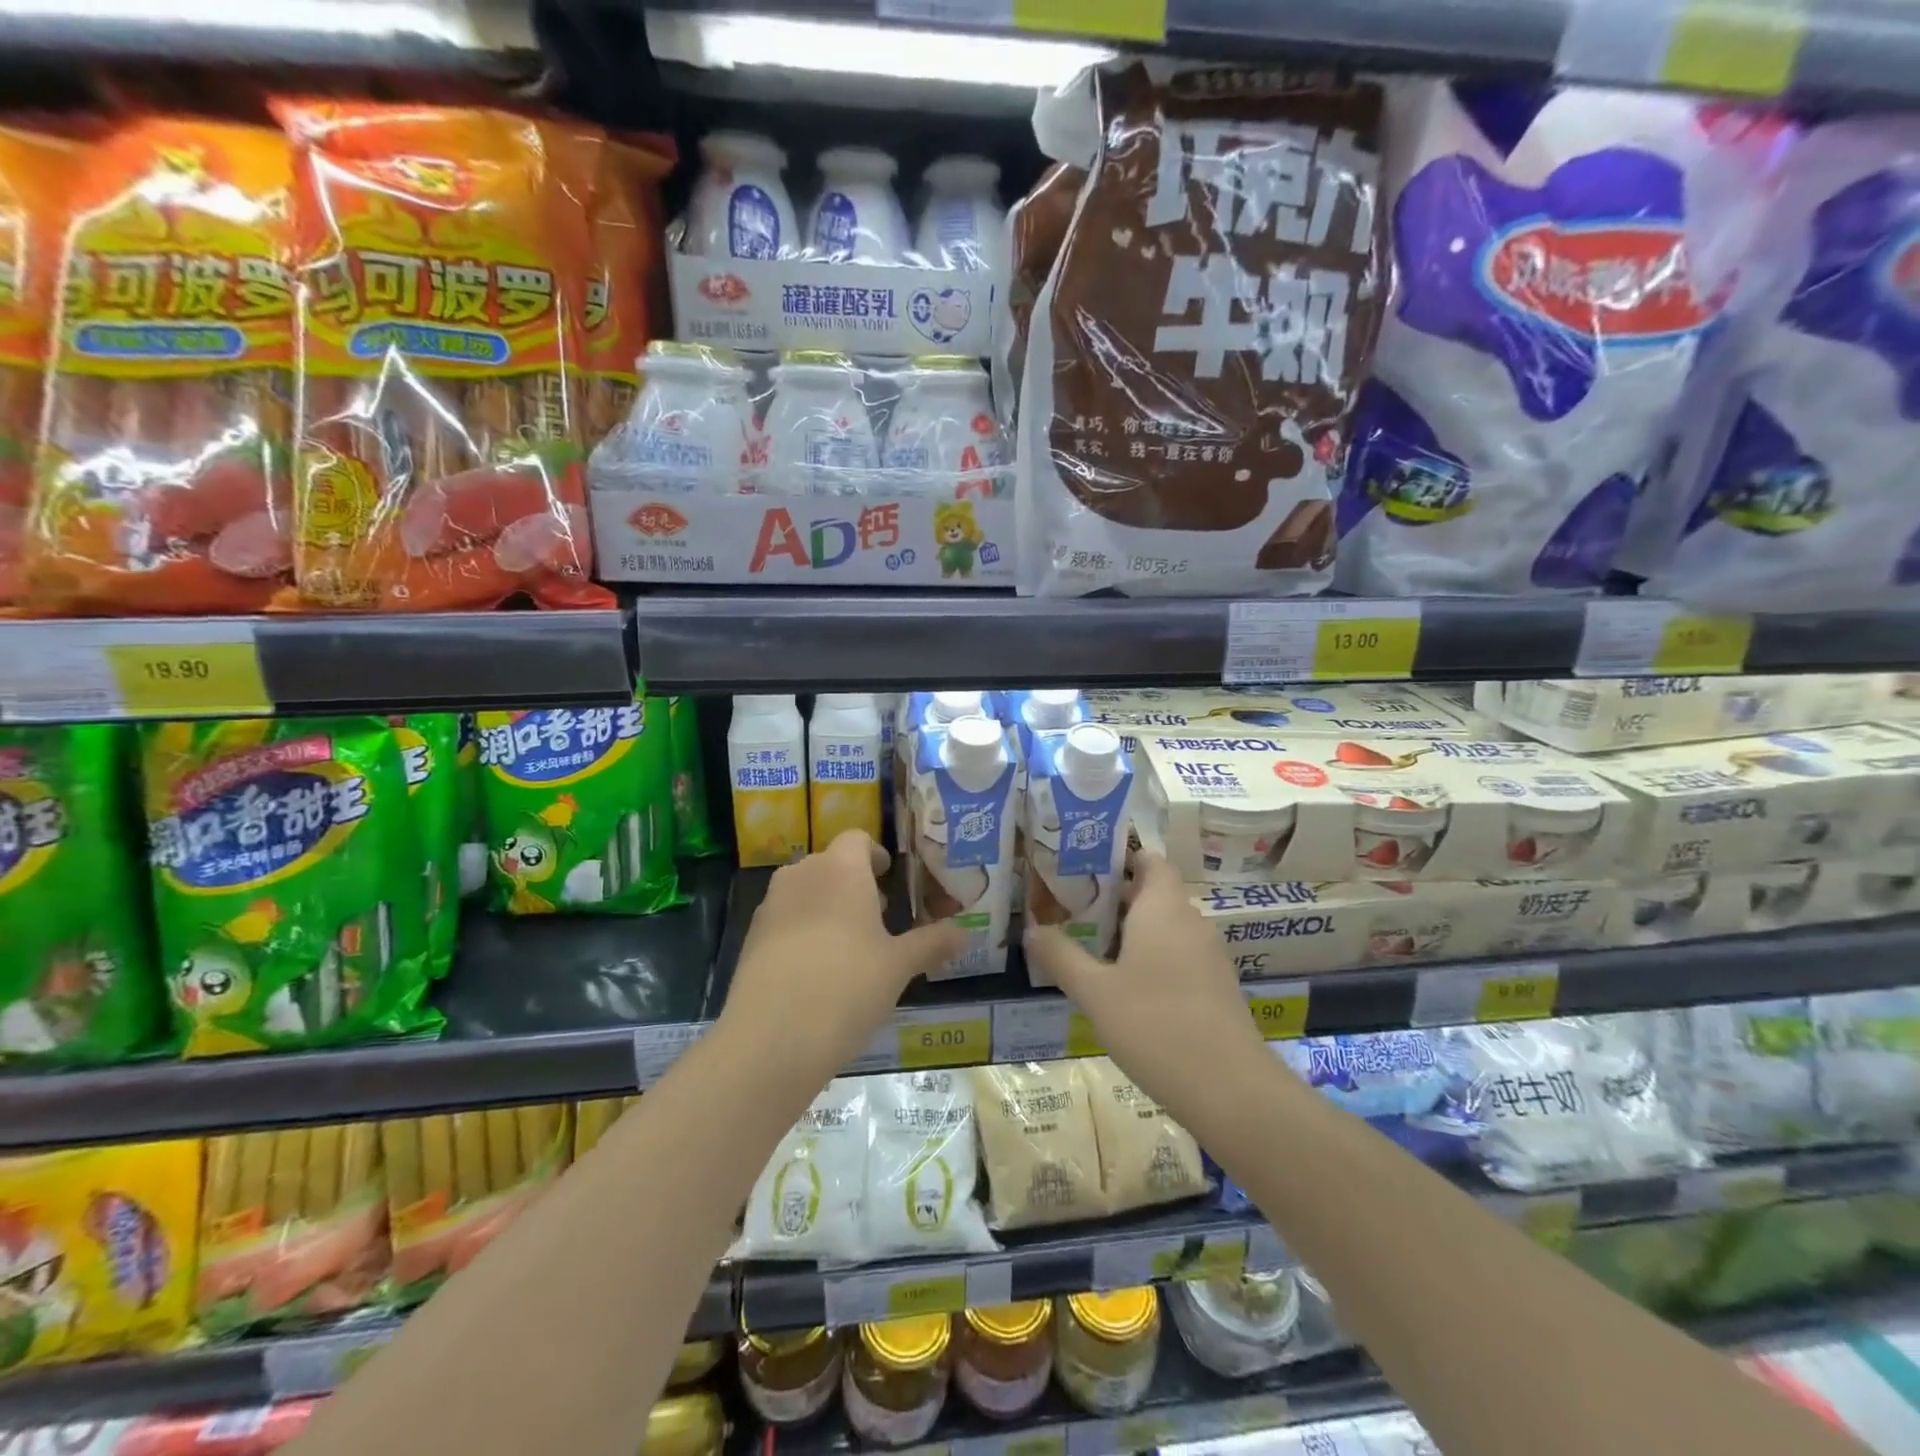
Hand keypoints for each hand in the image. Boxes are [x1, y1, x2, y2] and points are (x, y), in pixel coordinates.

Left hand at [722, 830, 965, 1082]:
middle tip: (879, 918)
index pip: (857, 839)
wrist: (773, 1036)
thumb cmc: (848, 986)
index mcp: (842, 869)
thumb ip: (932, 943)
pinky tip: (817, 972)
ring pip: (805, 891)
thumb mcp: (899, 966)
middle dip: (854, 884)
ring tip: (849, 947)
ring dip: (827, 906)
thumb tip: (965, 933)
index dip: (875, 855)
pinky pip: (784, 920)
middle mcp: (802, 874)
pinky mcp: (751, 936)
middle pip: (830, 864)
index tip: (890, 879)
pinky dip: (802, 932)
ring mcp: (771, 905)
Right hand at [1024, 851, 1264, 1119]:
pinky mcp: (1217, 988)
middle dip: (1114, 898)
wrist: (1230, 1090)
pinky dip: (1152, 958)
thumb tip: (1032, 928)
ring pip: (1166, 927)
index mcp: (1163, 908)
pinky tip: (1125, 987)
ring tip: (1090, 946)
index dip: (1121, 857)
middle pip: (1153, 893)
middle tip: (1071, 907)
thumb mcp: (1094, 992)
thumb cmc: (1154, 1025)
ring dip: (1131, 931)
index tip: (1085, 866)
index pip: (1150, 860)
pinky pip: (1179, 955)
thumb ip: (1061, 955)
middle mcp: (1190, 922)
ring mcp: (1209, 956)